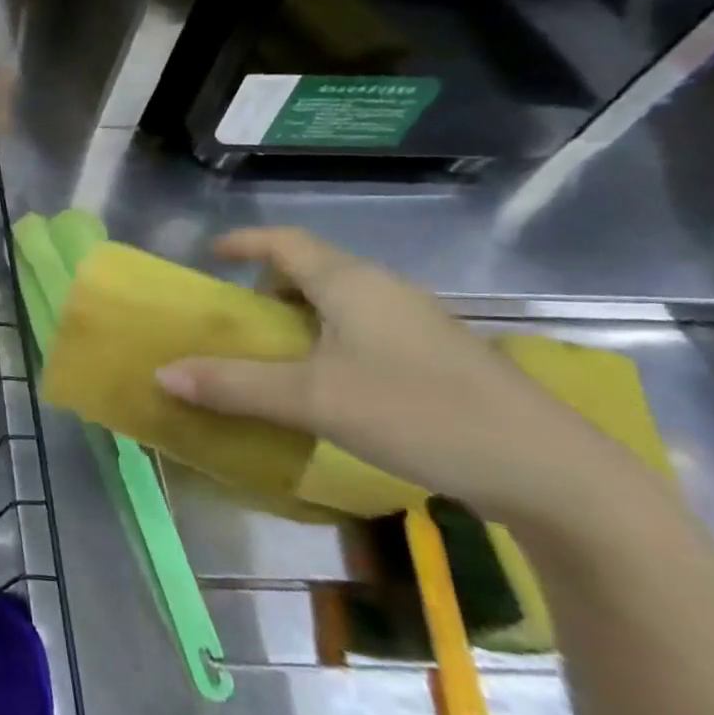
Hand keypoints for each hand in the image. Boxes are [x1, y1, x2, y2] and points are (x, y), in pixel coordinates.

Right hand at [154, 227, 628, 528]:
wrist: (551, 472)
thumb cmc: (419, 413)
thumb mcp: (314, 400)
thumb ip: (234, 386)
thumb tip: (162, 374)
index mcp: (353, 284)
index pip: (287, 242)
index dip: (246, 242)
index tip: (212, 253)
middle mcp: (386, 292)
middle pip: (314, 271)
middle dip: (269, 286)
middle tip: (237, 319)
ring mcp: (419, 325)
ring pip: (342, 304)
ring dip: (300, 318)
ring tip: (274, 355)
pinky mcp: (440, 359)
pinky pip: (365, 331)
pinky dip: (330, 342)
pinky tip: (329, 386)